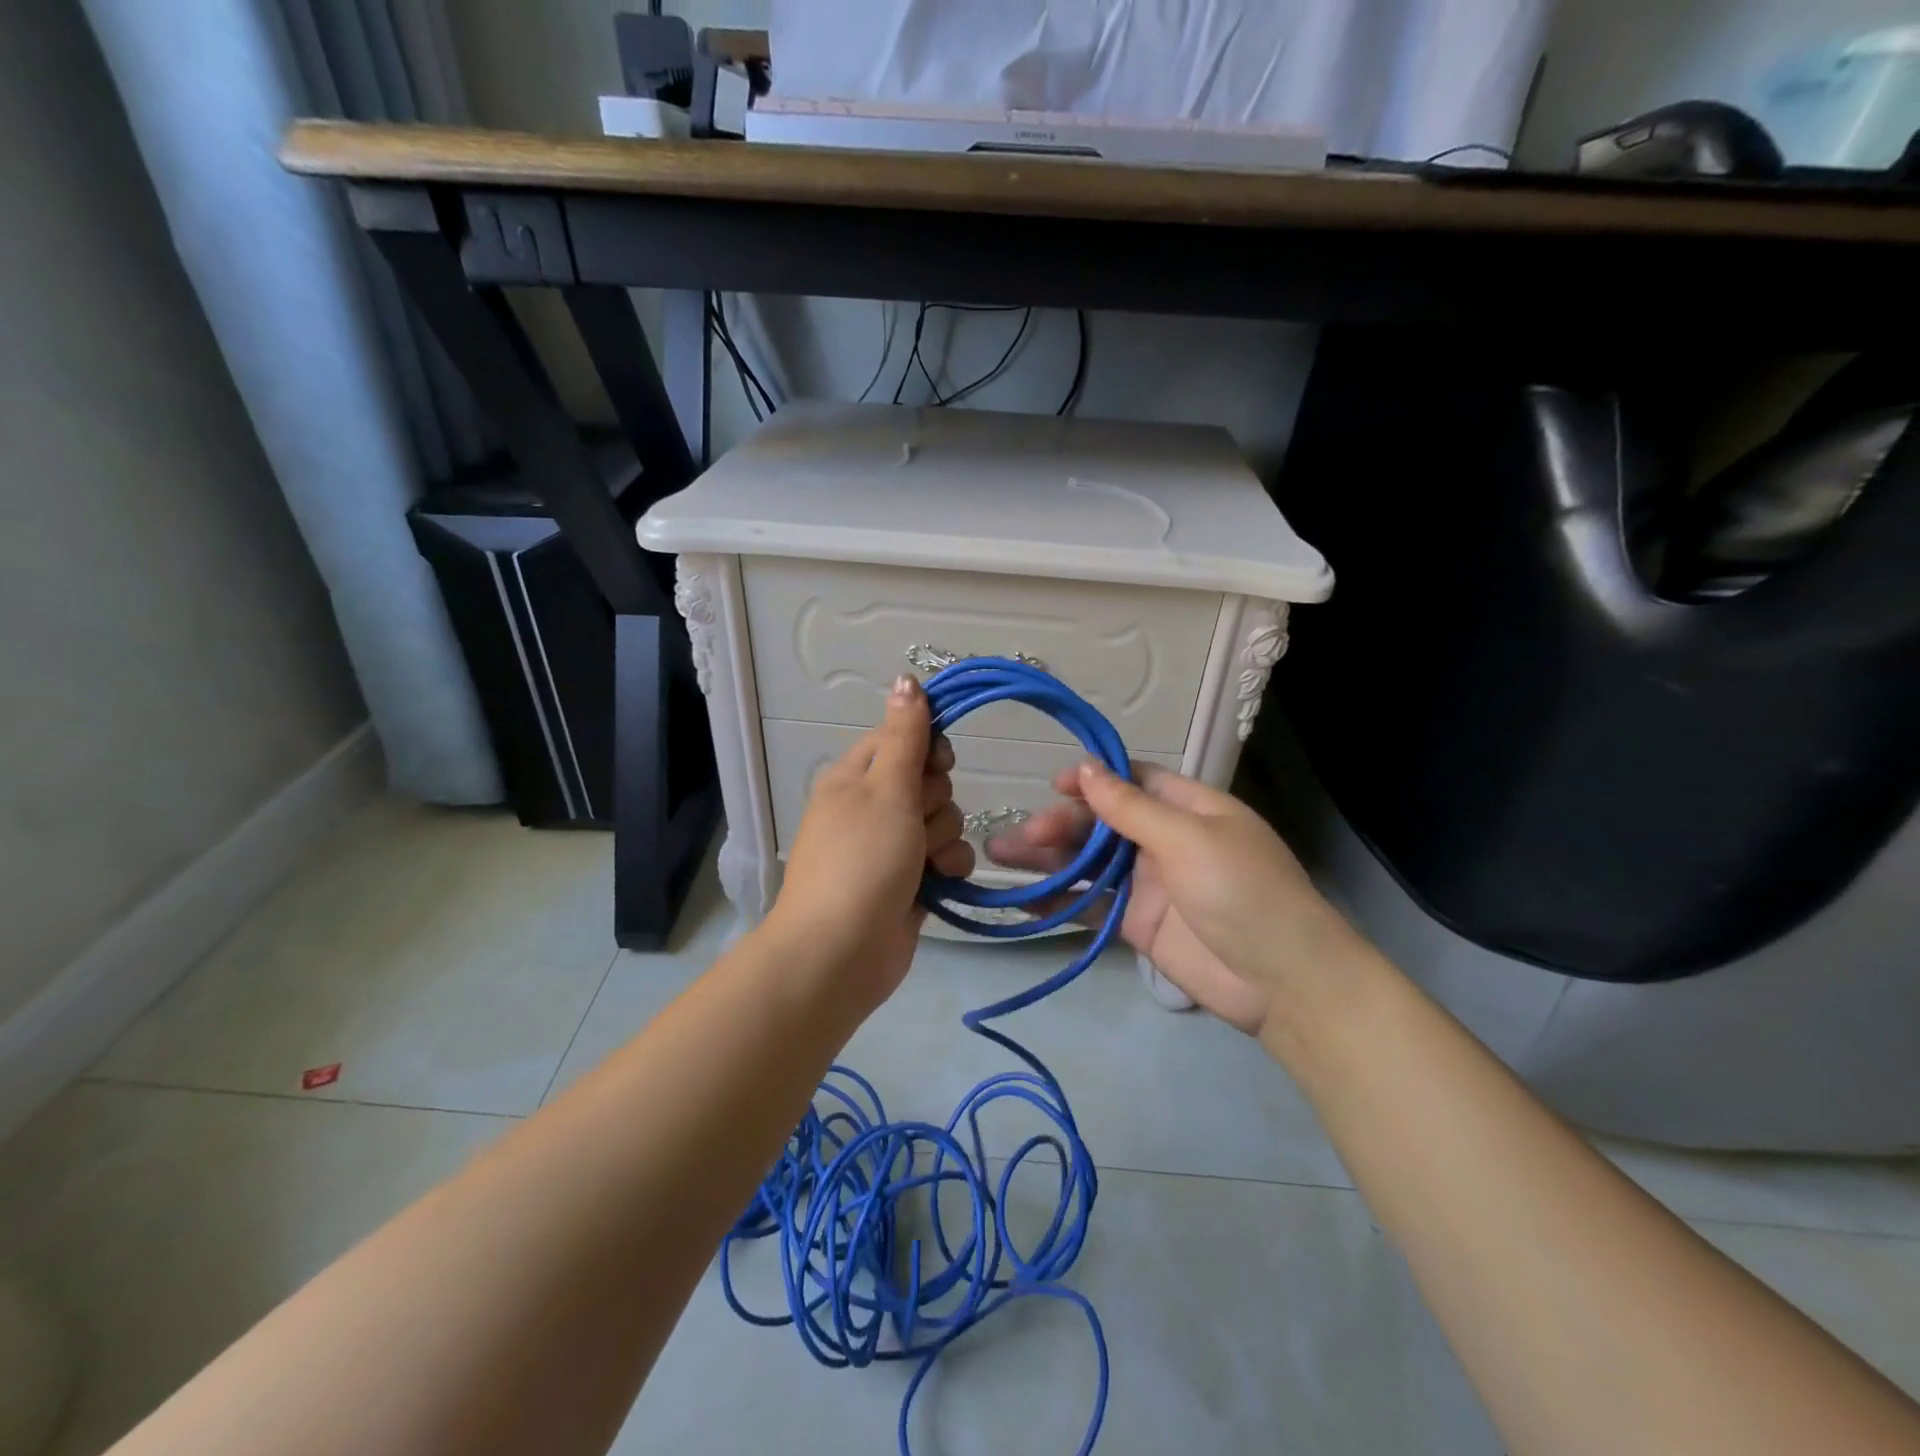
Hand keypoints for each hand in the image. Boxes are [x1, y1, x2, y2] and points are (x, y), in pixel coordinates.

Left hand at [767, 675, 973, 1008]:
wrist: (840, 953)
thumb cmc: (861, 860)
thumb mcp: (885, 789)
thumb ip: (905, 735)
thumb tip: (906, 678)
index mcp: (856, 776)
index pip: (903, 737)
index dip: (927, 747)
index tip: (937, 764)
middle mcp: (873, 805)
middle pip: (930, 779)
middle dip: (934, 800)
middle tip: (915, 822)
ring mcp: (893, 845)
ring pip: (944, 818)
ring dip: (943, 837)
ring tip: (923, 862)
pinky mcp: (911, 880)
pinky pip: (947, 856)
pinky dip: (948, 867)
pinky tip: (938, 882)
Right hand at [987, 761, 1361, 1036]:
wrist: (1283, 983)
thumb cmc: (1244, 892)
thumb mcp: (1189, 839)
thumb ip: (1131, 808)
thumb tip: (1084, 767)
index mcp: (1188, 808)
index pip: (1131, 781)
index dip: (1092, 780)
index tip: (1052, 786)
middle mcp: (1164, 840)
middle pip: (1102, 822)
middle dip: (1061, 824)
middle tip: (1025, 834)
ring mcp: (1149, 884)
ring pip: (1088, 862)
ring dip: (1048, 858)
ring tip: (1002, 855)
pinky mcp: (1136, 924)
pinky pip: (1091, 904)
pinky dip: (1058, 900)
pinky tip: (1023, 897)